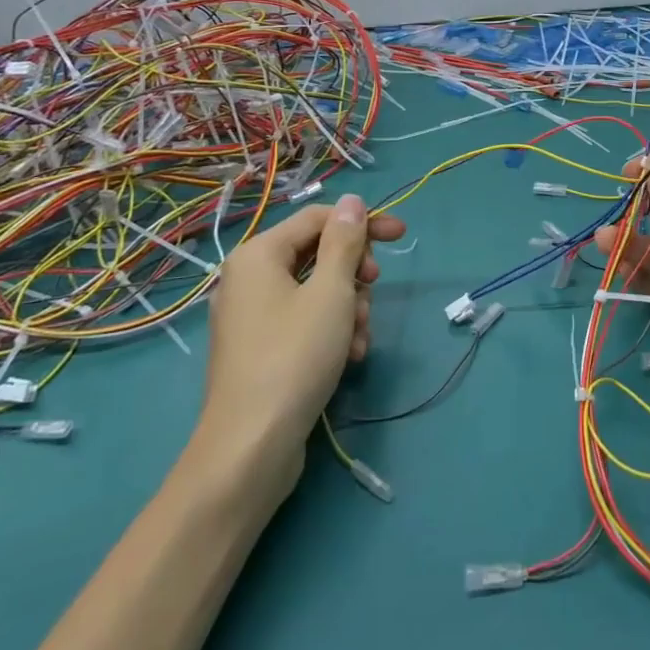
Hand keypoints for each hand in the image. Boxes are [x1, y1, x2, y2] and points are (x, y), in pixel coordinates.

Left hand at [199, 193, 406, 465]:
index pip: (319, 218)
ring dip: (348, 307)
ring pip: (315, 290)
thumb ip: (344, 242)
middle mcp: (248, 278)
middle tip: (372, 291)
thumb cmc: (295, 357)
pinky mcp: (260, 348)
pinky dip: (331, 330)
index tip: (401, 236)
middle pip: (317, 254)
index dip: (362, 223)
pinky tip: (350, 355)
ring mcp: (251, 316)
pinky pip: (303, 320)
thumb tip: (352, 201)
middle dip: (353, 273)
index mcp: (258, 255)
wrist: (251, 447)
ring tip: (360, 337)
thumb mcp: (331, 292)